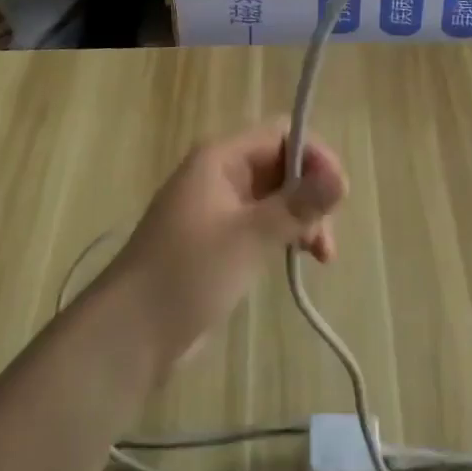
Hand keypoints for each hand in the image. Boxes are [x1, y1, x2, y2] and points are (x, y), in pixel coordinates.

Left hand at [105, 121, 347, 376]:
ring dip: (302, 217)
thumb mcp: (247, 238)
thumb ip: (296, 206)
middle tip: (326, 238)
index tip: (339, 195)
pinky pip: (262, 221)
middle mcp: (221, 172)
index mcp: (221, 157)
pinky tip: (300, 259)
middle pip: (281, 164)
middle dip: (311, 193)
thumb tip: (342, 176)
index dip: (314, 156)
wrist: (128, 336)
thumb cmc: (186, 274)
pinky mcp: (219, 239)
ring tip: (322, 256)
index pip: (281, 134)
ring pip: (276, 195)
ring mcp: (219, 206)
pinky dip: (284, 234)